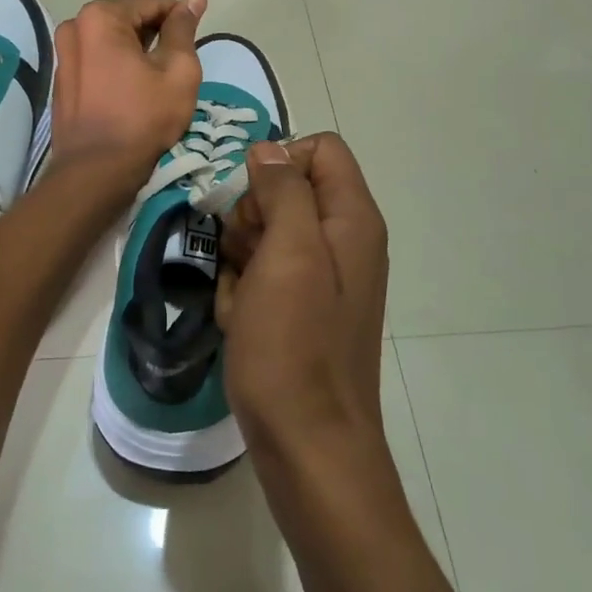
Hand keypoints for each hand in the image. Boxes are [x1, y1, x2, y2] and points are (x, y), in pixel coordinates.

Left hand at [50, 0, 205, 182]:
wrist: (97, 170)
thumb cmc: (143, 117)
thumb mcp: (178, 70)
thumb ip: (184, 29)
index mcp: (100, 17)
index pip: (149, 2)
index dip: (177, 15)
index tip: (197, 35)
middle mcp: (74, 27)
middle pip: (127, 19)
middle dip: (155, 34)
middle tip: (179, 61)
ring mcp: (63, 55)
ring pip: (110, 41)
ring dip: (136, 51)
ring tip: (159, 77)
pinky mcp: (62, 80)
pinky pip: (97, 61)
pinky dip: (117, 66)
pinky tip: (134, 90)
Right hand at [217, 133, 389, 453]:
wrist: (307, 443)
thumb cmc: (295, 345)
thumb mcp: (289, 254)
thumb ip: (284, 190)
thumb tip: (268, 148)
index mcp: (352, 219)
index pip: (320, 149)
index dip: (279, 162)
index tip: (251, 202)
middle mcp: (344, 241)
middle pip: (289, 189)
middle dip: (253, 215)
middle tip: (244, 255)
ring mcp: (322, 278)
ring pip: (267, 233)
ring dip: (241, 256)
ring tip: (240, 296)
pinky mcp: (300, 309)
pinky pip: (263, 275)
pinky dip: (243, 290)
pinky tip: (239, 320)